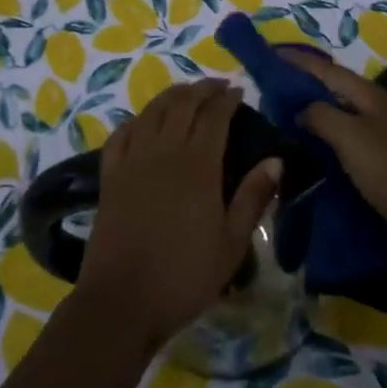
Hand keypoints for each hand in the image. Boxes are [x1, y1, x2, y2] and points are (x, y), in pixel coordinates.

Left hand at [76, 80, 281, 347]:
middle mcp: (164, 151)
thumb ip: (253, 196)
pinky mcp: (110, 176)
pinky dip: (137, 119)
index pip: (214, 116)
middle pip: (182, 104)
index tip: (239, 90)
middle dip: (202, 89)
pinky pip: (121, 134)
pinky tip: (144, 121)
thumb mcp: (231, 243)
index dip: (227, 99)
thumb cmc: (184, 275)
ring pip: (152, 112)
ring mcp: (132, 161)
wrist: (122, 301)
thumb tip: (276, 159)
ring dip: (171, 96)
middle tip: (218, 86)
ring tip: (186, 93)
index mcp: (198, 165)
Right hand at [281, 52, 386, 253]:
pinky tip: (311, 143)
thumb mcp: (349, 137)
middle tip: (275, 84)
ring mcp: (383, 133)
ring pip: (341, 113)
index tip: (273, 54)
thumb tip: (302, 109)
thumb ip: (321, 115)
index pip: (329, 70)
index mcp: (372, 95)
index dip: (300, 61)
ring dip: (315, 110)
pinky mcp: (382, 157)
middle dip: (306, 84)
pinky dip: (326, 134)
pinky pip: (347, 136)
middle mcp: (378, 108)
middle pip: (336, 88)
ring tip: (286, 111)